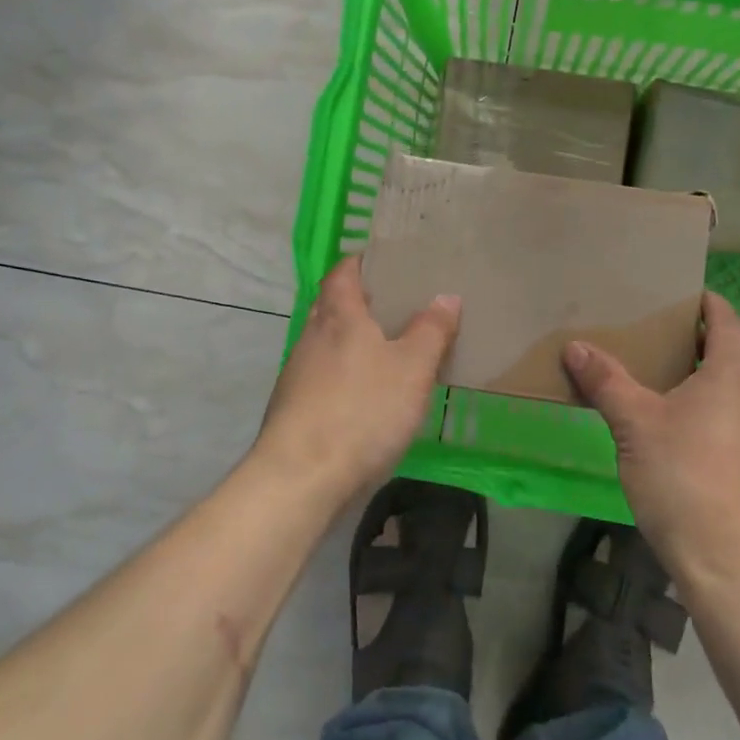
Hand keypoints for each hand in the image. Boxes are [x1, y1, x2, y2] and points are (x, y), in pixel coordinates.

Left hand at [255, 256, 459, 502]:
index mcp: (338, 316)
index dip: (361, 262)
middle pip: (333, 306)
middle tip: (397, 305)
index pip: (343, 273)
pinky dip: (345, 374)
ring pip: (327, 344)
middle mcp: (311, 337)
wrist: (301, 478)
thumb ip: (431, 330)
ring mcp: (297, 374)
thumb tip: (446, 296)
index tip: (385, 261)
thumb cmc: (362, 410)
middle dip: (360, 302)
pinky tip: (367, 396)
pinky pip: (323, 377)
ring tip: (389, 350)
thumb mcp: (412, 369)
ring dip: (352, 341)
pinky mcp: (294, 408)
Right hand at [563, 293, 739, 593]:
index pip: (730, 324)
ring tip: (662, 394)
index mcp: (733, 380)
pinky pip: (738, 432)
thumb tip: (576, 346)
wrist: (733, 568)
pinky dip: (712, 422)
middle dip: (698, 348)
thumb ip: (607, 382)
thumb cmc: (684, 479)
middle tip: (657, 344)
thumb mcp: (635, 425)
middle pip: (732, 361)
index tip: (687, 295)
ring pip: (734, 399)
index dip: (711, 305)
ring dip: (704, 388)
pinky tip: (682, 446)